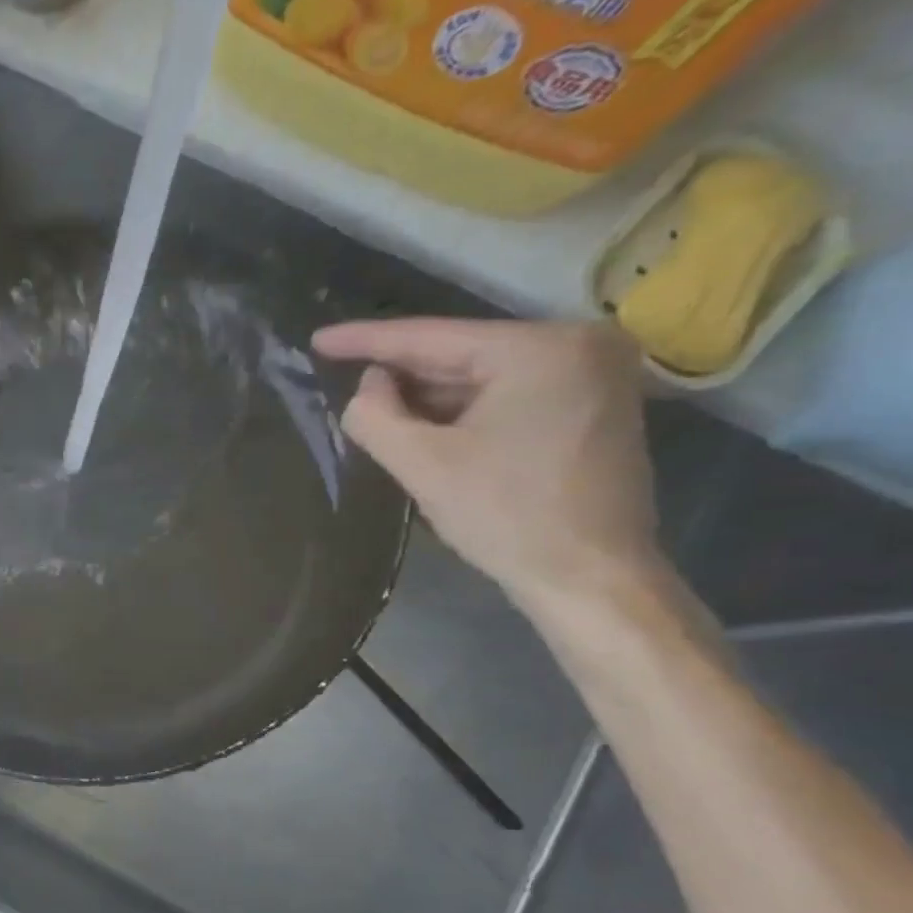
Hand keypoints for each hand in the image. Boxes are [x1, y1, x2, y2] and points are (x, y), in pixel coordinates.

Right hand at [314, 318, 662, 613]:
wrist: (590, 575)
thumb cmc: (506, 515)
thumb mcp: (424, 465)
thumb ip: (377, 417)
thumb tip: (366, 388)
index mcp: (541, 347)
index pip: (432, 337)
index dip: (367, 340)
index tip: (318, 339)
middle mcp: (579, 345)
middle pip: (462, 354)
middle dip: (400, 373)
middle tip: (339, 376)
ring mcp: (594, 376)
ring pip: (484, 378)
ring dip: (428, 396)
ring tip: (373, 407)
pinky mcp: (593, 408)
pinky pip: (510, 396)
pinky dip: (463, 411)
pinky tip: (424, 425)